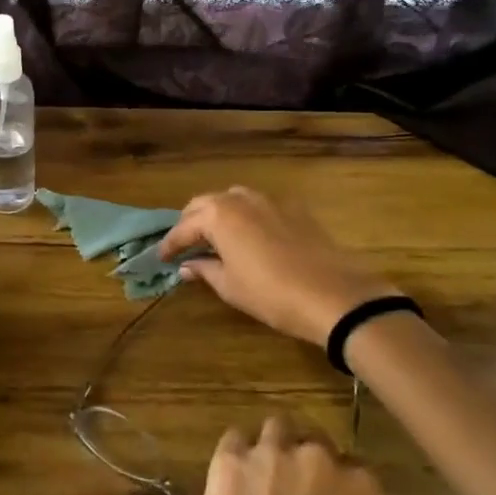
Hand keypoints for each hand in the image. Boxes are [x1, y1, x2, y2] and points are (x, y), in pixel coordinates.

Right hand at [158, 186, 399, 345]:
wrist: (334, 295)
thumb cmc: (271, 294)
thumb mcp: (230, 286)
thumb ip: (204, 269)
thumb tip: (187, 265)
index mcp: (219, 216)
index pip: (183, 227)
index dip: (170, 244)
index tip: (161, 258)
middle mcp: (241, 199)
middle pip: (205, 204)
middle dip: (190, 223)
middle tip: (184, 245)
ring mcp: (271, 200)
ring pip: (233, 199)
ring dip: (217, 214)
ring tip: (213, 237)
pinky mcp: (295, 209)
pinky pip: (259, 205)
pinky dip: (245, 216)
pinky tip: (248, 236)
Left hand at [166, 418, 382, 494]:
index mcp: (360, 494)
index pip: (358, 472)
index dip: (342, 488)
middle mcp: (318, 461)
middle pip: (316, 443)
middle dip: (307, 461)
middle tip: (292, 489)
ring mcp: (270, 454)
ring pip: (277, 428)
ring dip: (273, 447)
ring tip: (261, 475)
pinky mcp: (228, 457)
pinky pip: (235, 438)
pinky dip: (236, 453)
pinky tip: (231, 477)